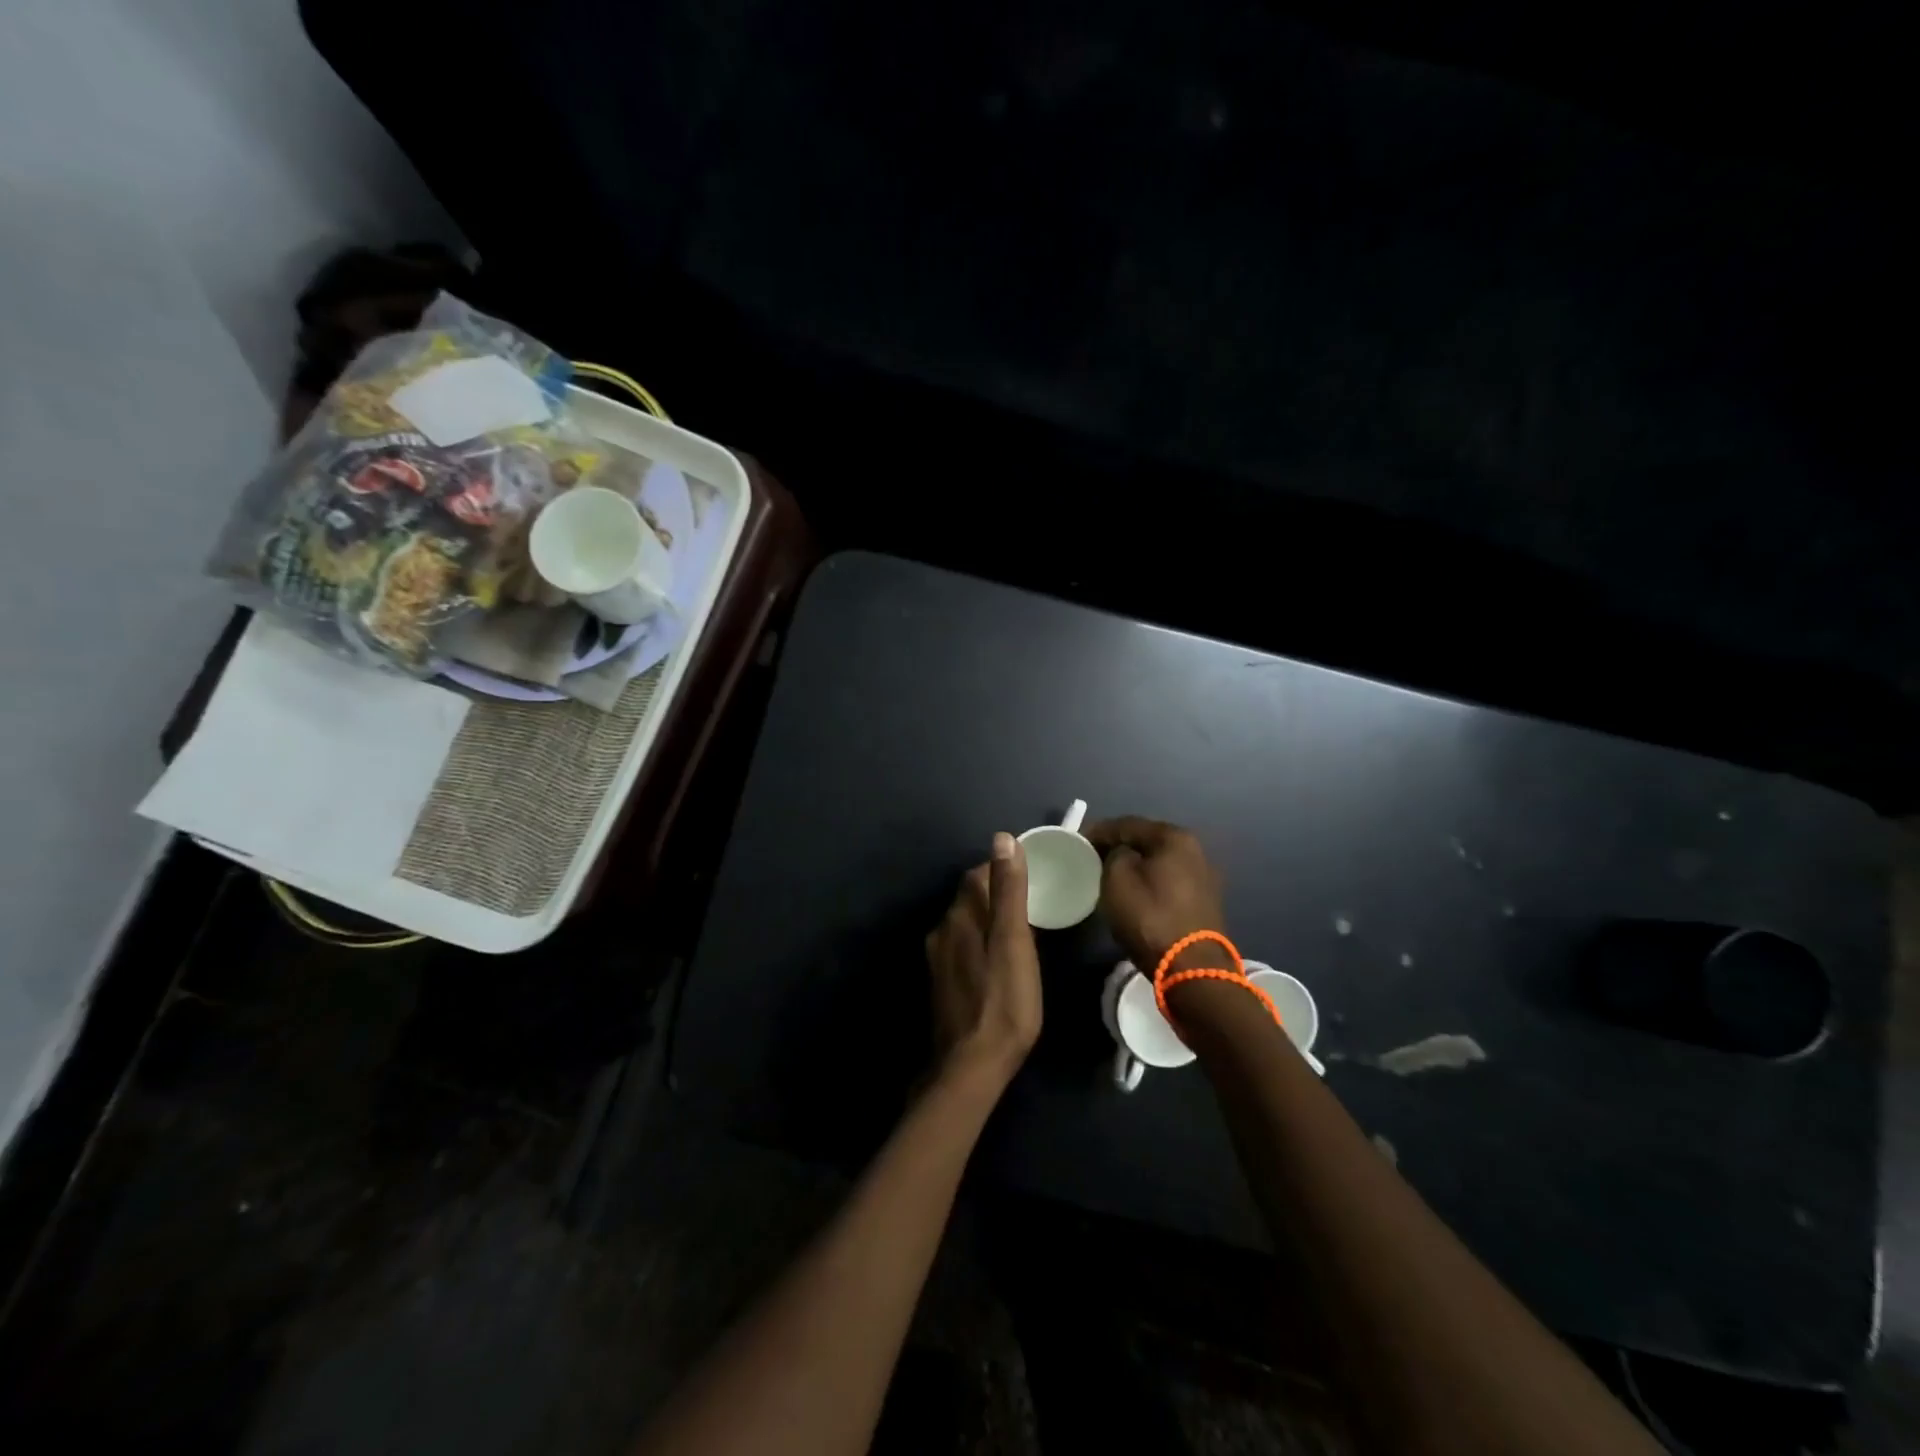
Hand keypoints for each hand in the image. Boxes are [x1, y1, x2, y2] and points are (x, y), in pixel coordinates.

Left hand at [925, 834, 1042, 1087]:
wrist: (971, 1067)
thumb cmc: (1003, 1002)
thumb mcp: (1014, 942)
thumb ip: (1009, 891)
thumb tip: (1002, 838)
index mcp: (959, 917)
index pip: (977, 875)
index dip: (1003, 869)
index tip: (1032, 874)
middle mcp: (941, 932)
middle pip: (970, 899)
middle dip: (997, 894)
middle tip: (1034, 902)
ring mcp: (938, 960)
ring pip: (966, 925)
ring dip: (989, 920)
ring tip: (1021, 930)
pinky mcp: (943, 984)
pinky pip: (964, 949)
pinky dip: (982, 943)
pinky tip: (1000, 961)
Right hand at [1084, 817, 1227, 971]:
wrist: (1192, 968)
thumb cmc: (1150, 917)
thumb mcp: (1117, 879)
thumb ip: (1114, 854)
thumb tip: (1121, 853)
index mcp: (1174, 837)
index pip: (1127, 824)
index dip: (1099, 830)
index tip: (1078, 840)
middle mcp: (1195, 849)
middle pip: (1146, 840)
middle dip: (1119, 845)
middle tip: (1092, 854)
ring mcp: (1203, 875)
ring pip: (1158, 861)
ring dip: (1135, 863)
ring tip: (1110, 872)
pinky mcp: (1204, 900)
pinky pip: (1168, 879)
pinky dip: (1149, 880)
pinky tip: (1135, 889)